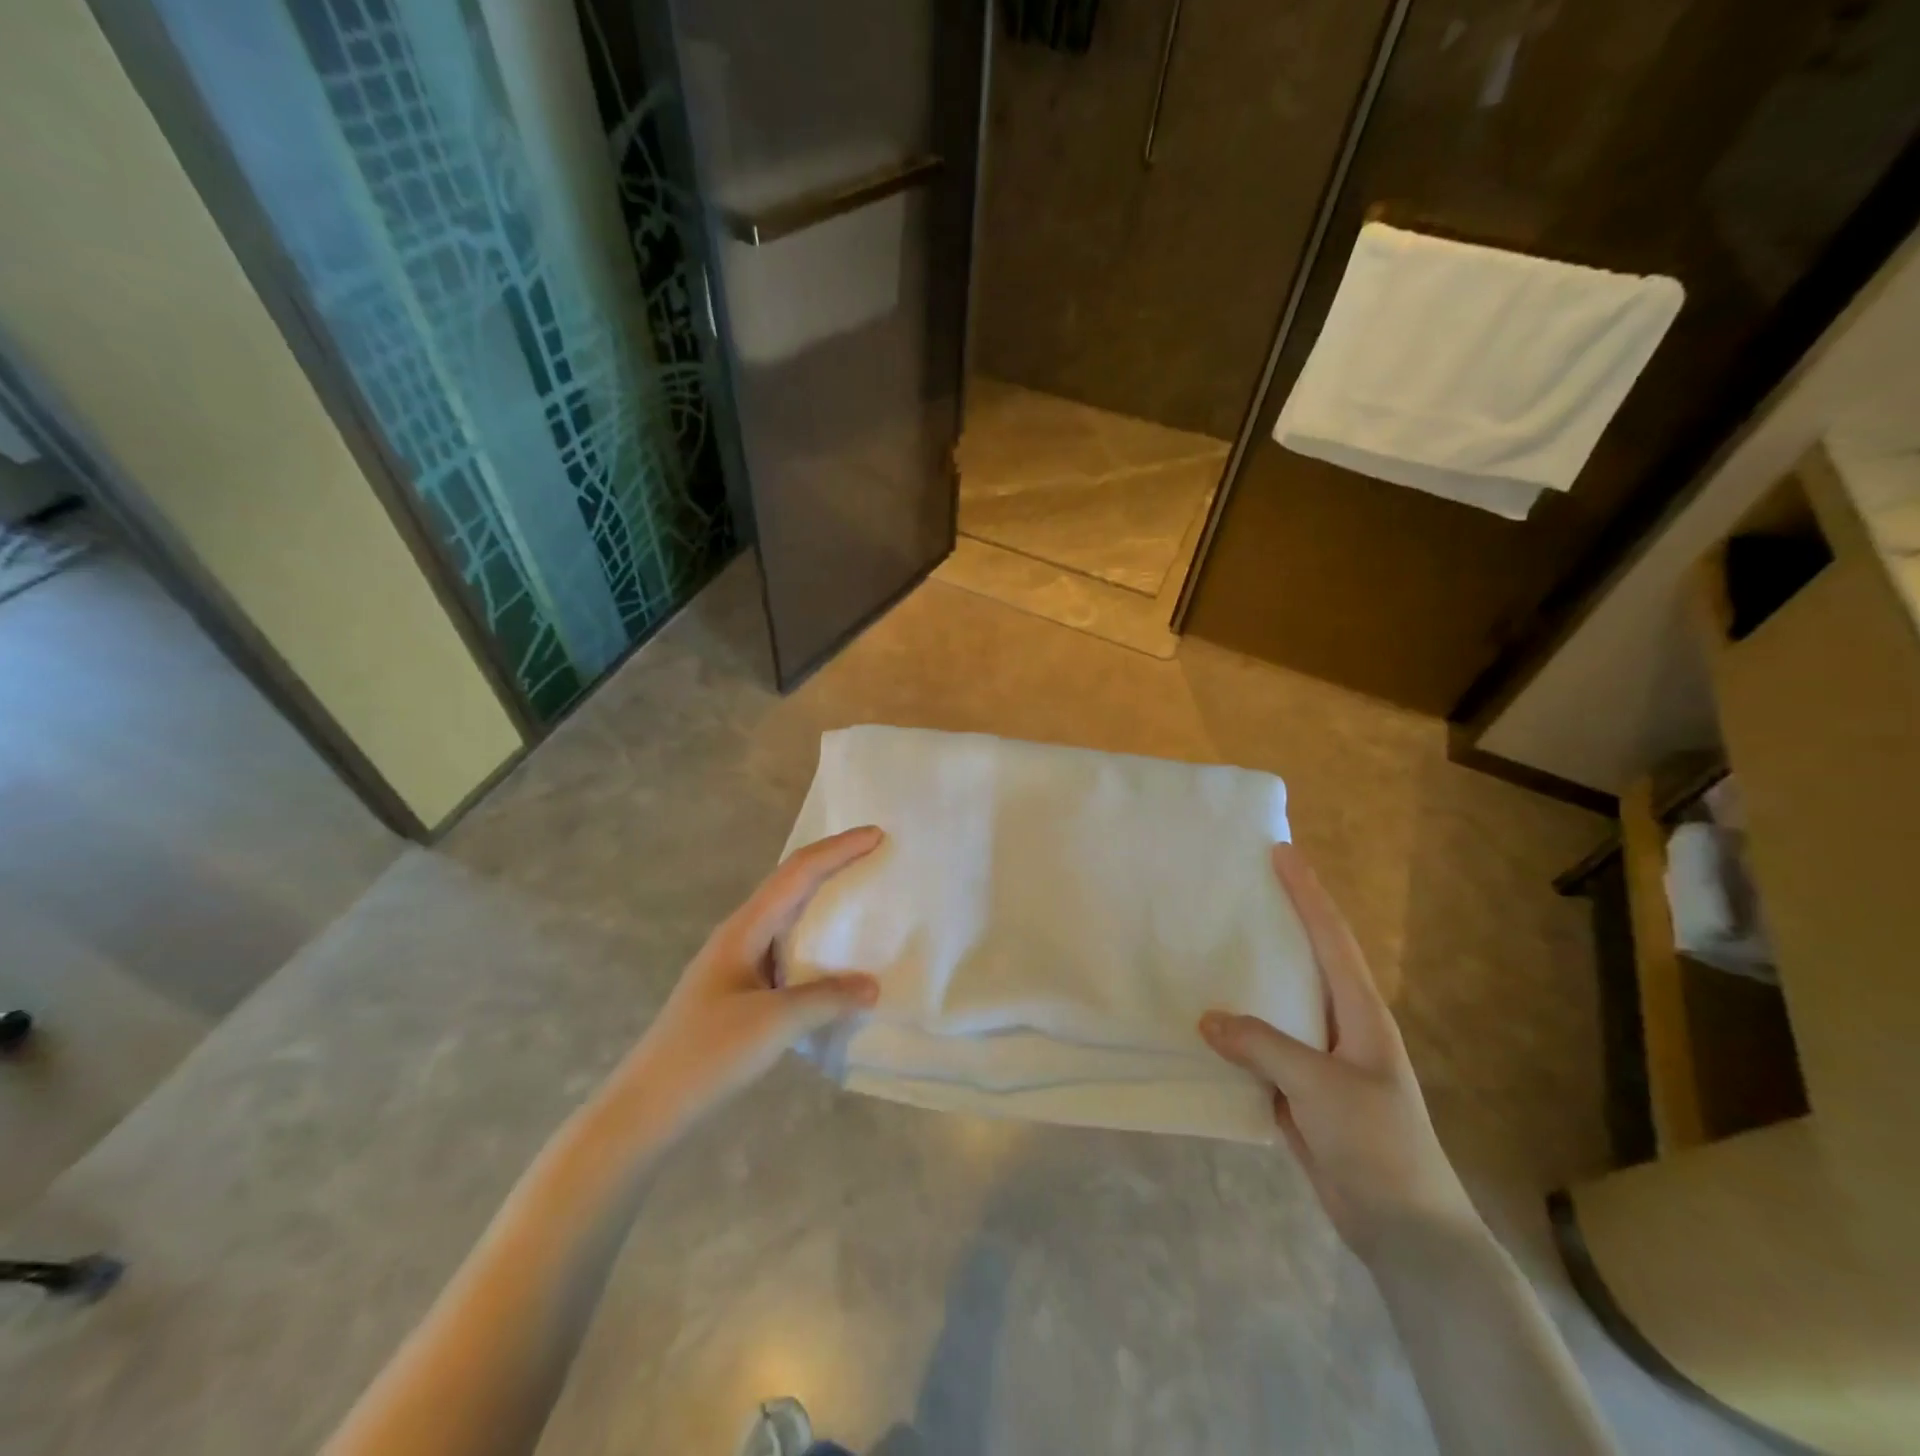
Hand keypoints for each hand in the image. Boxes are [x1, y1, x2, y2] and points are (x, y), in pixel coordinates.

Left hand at [617, 826, 883, 1133]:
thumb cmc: (707, 1054)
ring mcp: (737, 961)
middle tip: (874, 854)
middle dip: (832, 862)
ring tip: (860, 894)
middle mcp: (740, 934)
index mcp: (744, 928)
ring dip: (822, 896)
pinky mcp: (739, 989)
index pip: (798, 873)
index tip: (877, 835)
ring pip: (787, 913)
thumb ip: (827, 998)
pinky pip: (785, 946)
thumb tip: (873, 985)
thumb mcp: (773, 1023)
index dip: (838, 850)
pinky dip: (814, 937)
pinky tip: (832, 956)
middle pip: (791, 882)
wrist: (648, 1105)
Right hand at [1200, 843, 1476, 1257]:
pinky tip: (1204, 1022)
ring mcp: (1320, 1059)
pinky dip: (1235, 1030)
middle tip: (1240, 886)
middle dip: (1280, 921)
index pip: (1332, 939)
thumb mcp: (1321, 1086)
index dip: (1308, 895)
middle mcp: (1341, 1027)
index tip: (1281, 853)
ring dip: (1249, 976)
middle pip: (1306, 961)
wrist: (1403, 1229)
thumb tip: (1206, 1018)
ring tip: (1210, 943)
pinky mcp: (1299, 1090)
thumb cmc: (1377, 1143)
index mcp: (1361, 1015)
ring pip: (1278, 1004)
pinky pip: (1260, 1047)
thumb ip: (1263, 1046)